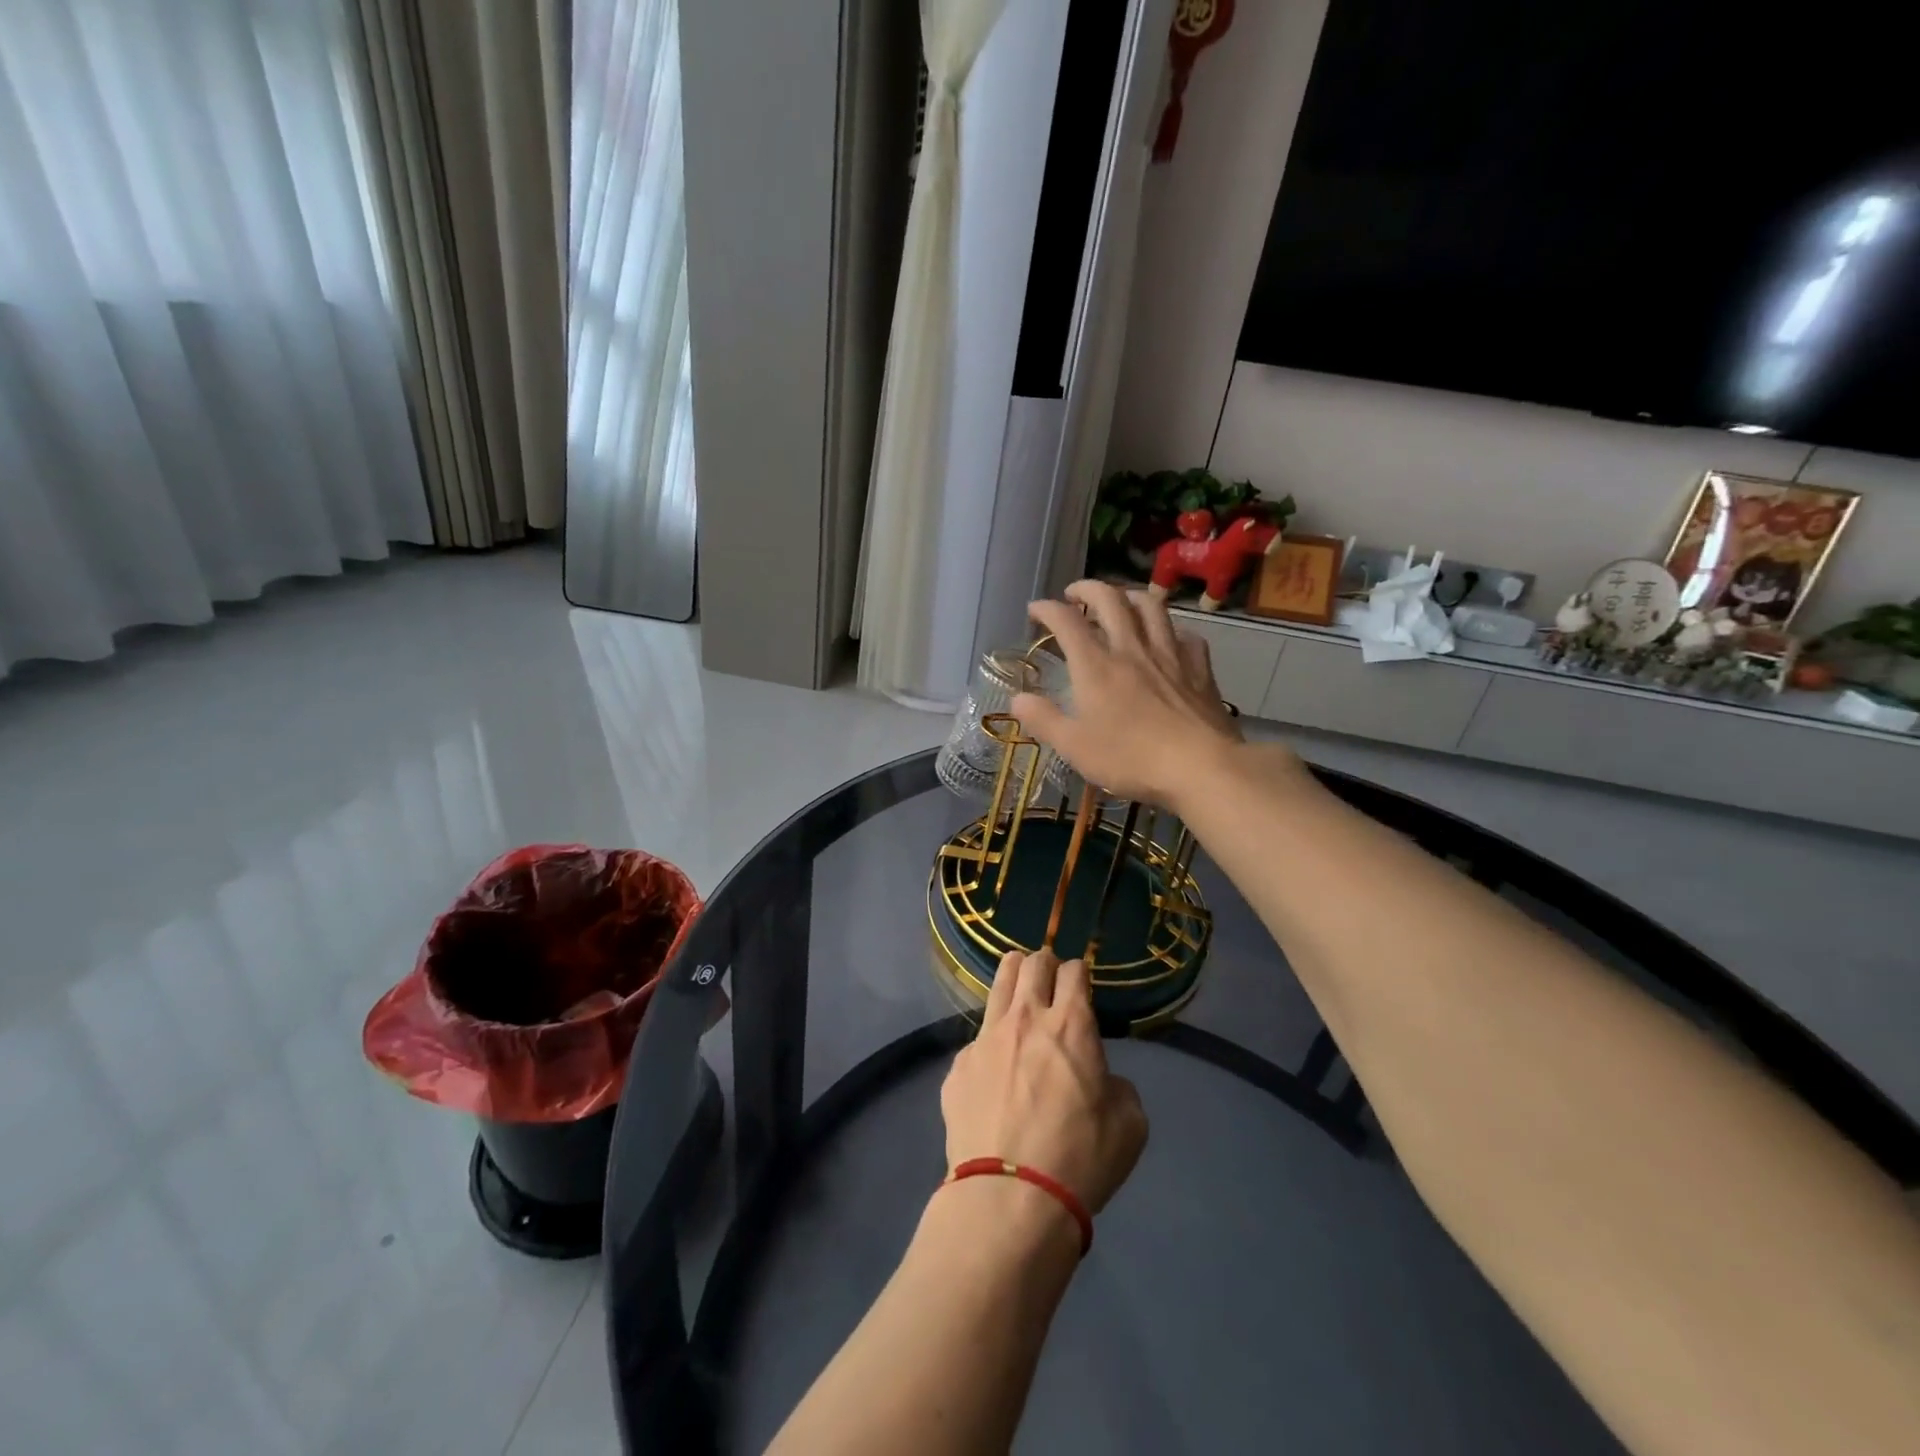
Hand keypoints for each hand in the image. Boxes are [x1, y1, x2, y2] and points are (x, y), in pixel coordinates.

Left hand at [941, 949, 1147, 1219]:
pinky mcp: (958, 1065)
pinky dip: (991, 1042)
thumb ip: (1117, 1085)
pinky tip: (995, 1071)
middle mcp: (1026, 1018)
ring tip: (1020, 994)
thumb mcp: (1129, 1125)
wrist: (1008, 1199)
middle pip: (1032, 962)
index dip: (1080, 972)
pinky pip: (977, 1038)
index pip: (1074, 970)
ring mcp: (985, 1038)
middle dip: (1045, 964)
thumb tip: (1098, 1078)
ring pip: (998, 983)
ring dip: (1014, 980)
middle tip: (1051, 982)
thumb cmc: (1080, 1159)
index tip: (1081, 986)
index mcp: (1071, 1025)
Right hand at [1011, 580, 1246, 807]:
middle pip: (1110, 599)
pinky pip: (1185, 635)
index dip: (1047, 609)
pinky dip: (1171, 629)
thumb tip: (1017, 699)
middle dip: (1088, 588)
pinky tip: (1168, 638)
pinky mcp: (1199, 669)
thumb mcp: (1075, 747)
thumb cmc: (1130, 758)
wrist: (1199, 767)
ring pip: (1151, 607)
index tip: (1035, 610)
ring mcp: (1170, 655)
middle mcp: (1131, 649)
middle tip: (1075, 594)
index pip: (1066, 621)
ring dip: (1130, 595)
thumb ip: (1044, 720)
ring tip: (1120, 601)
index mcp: (1096, 666)